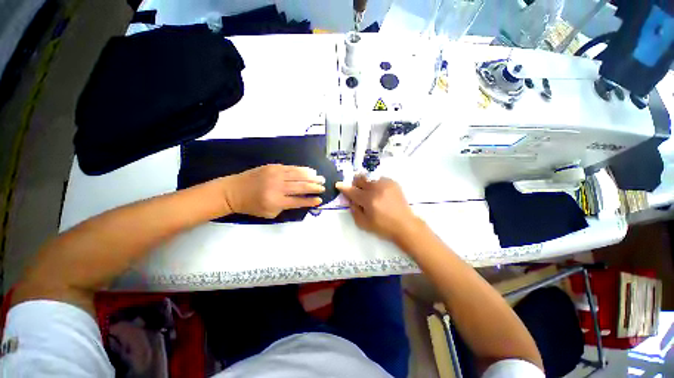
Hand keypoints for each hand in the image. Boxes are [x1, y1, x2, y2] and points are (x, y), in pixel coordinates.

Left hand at [221, 164, 324, 217]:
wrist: (233, 191)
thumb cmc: (252, 206)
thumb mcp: (270, 213)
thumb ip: (287, 207)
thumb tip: (302, 200)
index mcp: (276, 201)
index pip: (298, 201)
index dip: (310, 201)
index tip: (320, 200)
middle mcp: (277, 187)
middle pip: (301, 187)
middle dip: (315, 187)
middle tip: (323, 187)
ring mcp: (275, 175)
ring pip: (298, 175)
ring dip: (312, 177)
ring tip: (320, 178)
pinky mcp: (273, 166)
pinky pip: (291, 167)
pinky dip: (302, 169)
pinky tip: (310, 170)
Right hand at [336, 175, 422, 242]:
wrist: (405, 225)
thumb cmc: (383, 226)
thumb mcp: (363, 223)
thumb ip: (354, 210)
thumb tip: (351, 199)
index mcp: (368, 200)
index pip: (352, 190)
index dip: (344, 187)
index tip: (338, 184)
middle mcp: (376, 188)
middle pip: (360, 179)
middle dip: (355, 184)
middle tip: (358, 192)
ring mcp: (386, 184)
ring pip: (369, 178)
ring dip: (366, 185)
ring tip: (371, 194)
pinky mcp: (393, 183)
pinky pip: (379, 179)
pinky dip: (376, 185)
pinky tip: (380, 193)